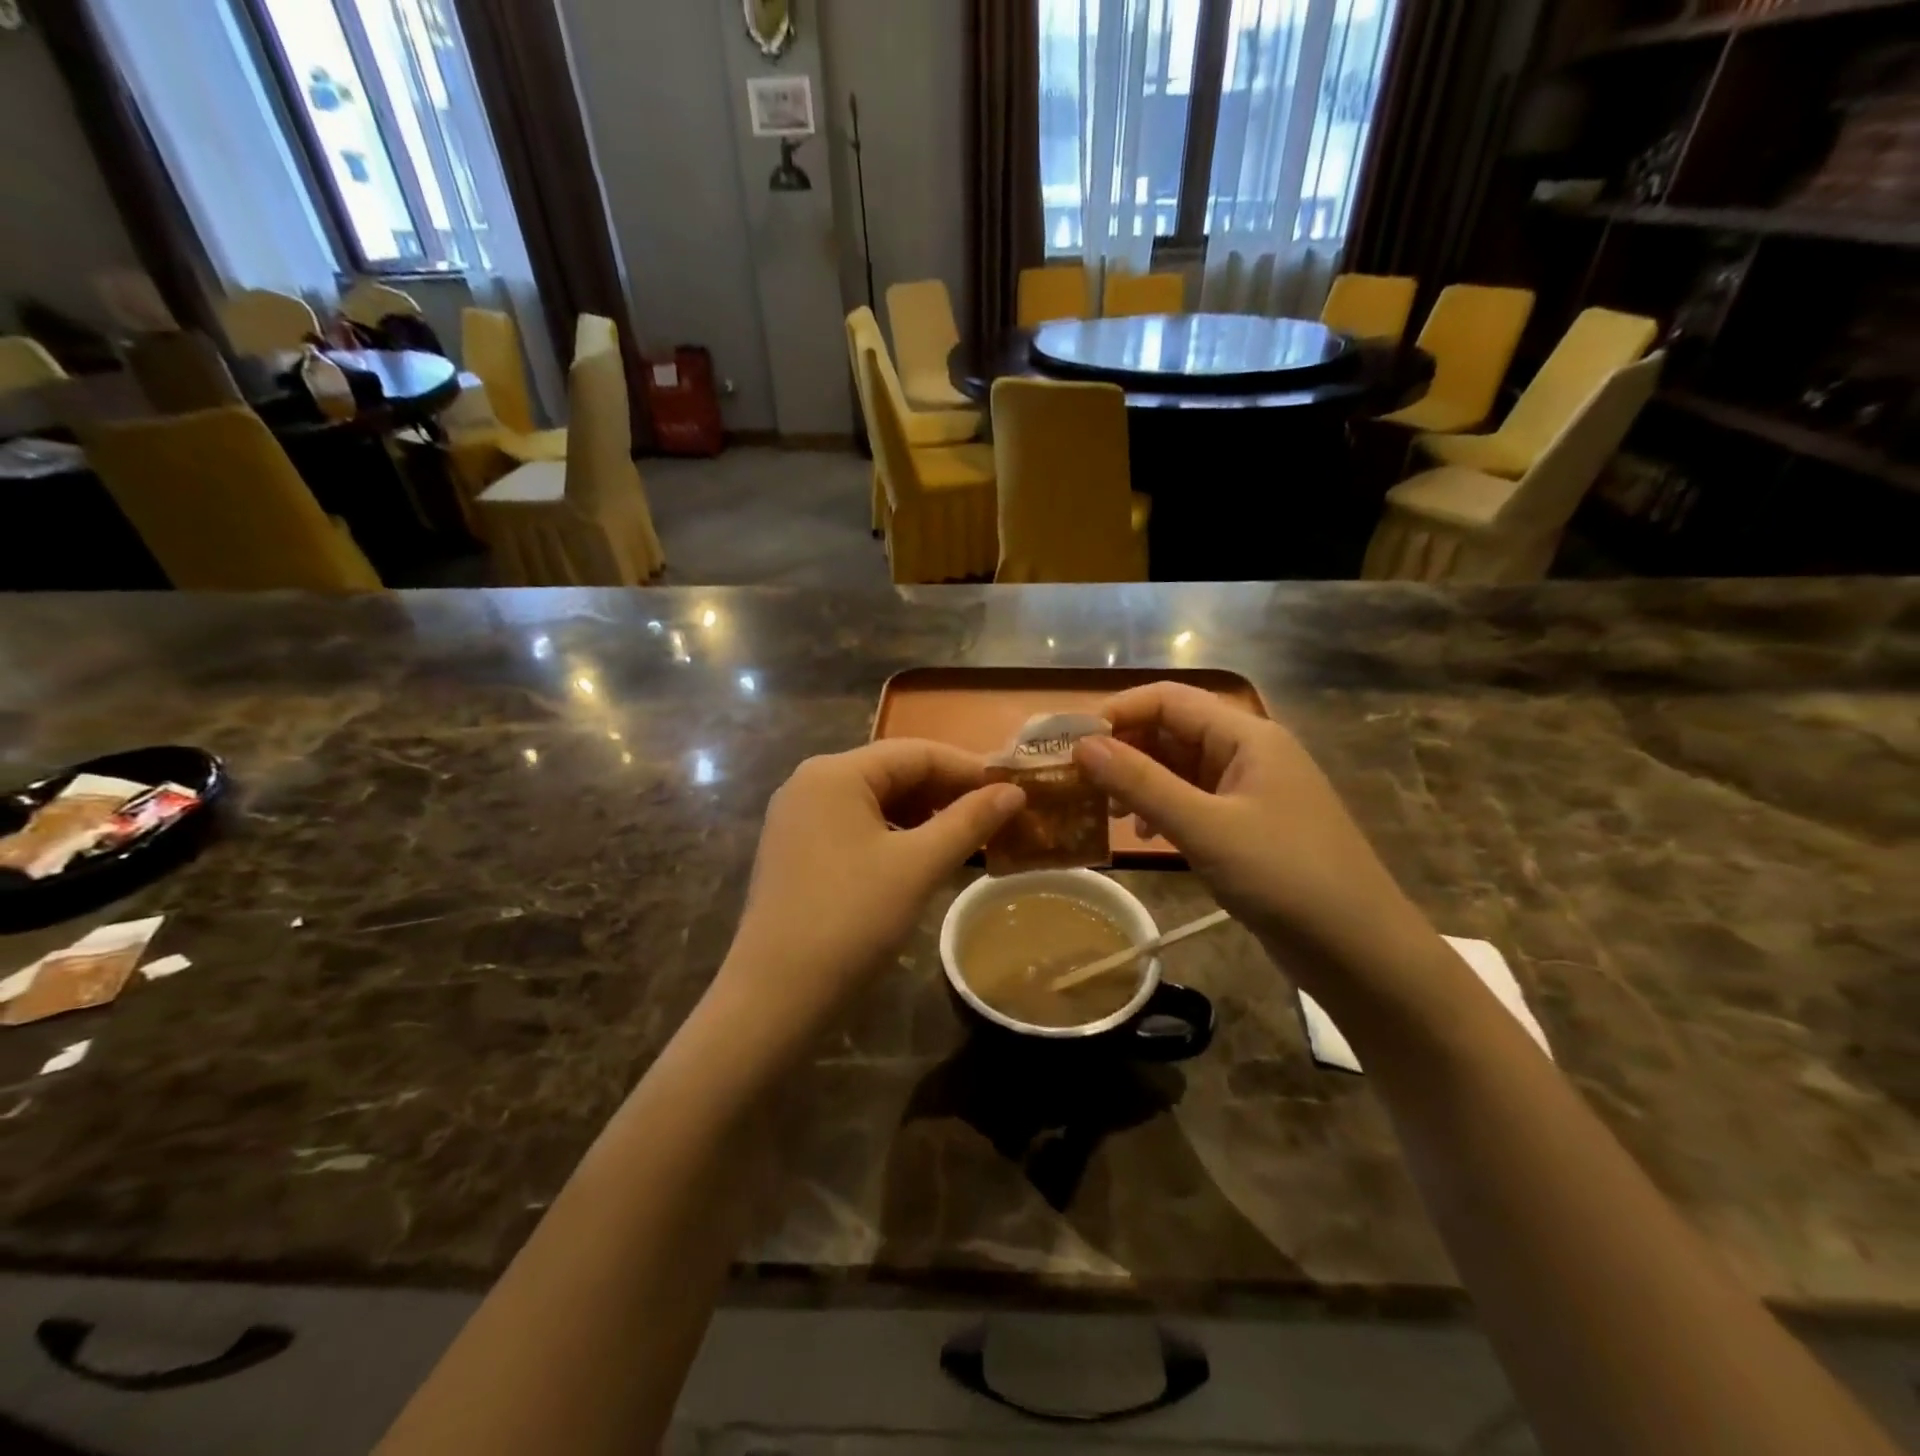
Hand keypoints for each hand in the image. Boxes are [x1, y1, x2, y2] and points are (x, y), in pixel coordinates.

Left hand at [714, 741, 1023, 1048]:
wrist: (775, 997)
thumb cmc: (851, 920)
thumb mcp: (919, 866)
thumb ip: (969, 822)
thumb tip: (1014, 791)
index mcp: (835, 773)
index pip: (916, 752)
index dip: (969, 769)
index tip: (1014, 789)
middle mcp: (811, 783)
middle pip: (894, 773)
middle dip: (948, 793)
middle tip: (998, 817)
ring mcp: (798, 819)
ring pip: (877, 802)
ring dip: (925, 816)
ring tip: (969, 838)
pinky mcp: (796, 852)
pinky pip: (857, 828)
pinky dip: (896, 836)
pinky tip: (924, 858)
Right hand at [1074, 683, 1430, 988]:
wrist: (1360, 951)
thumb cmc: (1285, 877)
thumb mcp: (1205, 828)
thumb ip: (1141, 784)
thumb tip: (1082, 746)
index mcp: (1247, 736)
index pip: (1170, 699)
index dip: (1118, 712)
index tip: (1072, 743)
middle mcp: (1249, 753)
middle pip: (1174, 730)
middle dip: (1125, 749)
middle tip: (1079, 781)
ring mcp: (1251, 791)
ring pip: (1181, 768)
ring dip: (1140, 781)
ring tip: (1107, 809)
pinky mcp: (1249, 827)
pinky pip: (1194, 801)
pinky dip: (1163, 809)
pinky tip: (1146, 835)